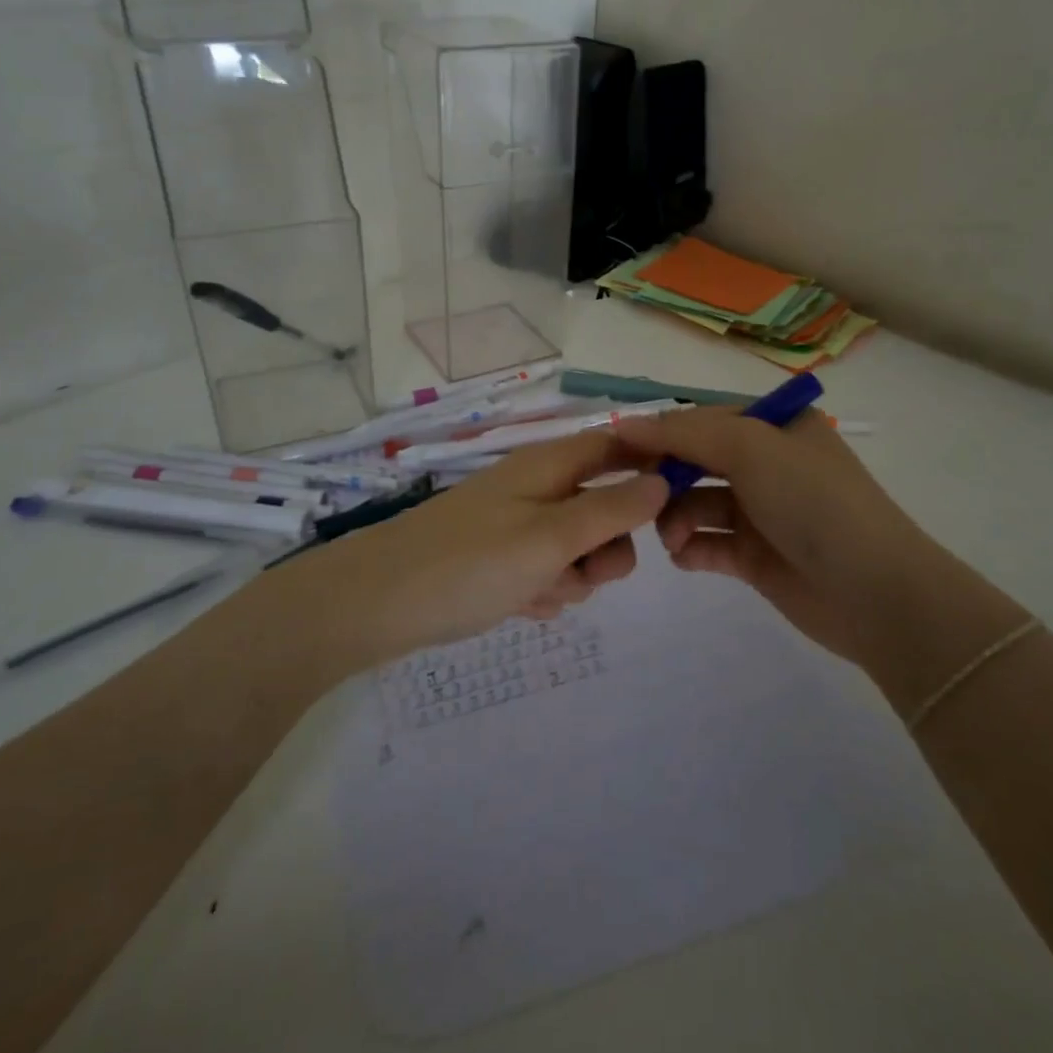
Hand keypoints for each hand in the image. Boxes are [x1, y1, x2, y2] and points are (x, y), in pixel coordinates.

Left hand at [280, 431, 669, 670]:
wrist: (377, 604)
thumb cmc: (470, 564)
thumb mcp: (552, 537)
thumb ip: (611, 510)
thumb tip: (662, 480)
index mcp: (549, 464)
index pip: (616, 446)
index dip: (650, 465)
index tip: (675, 504)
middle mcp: (537, 487)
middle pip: (603, 506)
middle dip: (605, 547)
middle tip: (583, 571)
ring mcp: (516, 524)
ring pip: (577, 547)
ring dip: (571, 576)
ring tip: (536, 593)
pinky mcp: (500, 559)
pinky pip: (546, 570)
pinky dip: (542, 589)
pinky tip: (518, 605)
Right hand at [614, 407, 949, 668]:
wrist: (874, 592)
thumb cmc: (813, 502)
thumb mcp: (751, 449)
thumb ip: (684, 433)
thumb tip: (625, 424)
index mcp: (776, 426)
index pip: (704, 419)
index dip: (661, 432)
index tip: (617, 449)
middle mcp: (768, 464)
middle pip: (696, 461)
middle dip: (664, 478)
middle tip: (637, 498)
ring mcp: (761, 511)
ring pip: (695, 503)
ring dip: (675, 518)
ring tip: (674, 540)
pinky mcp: (754, 556)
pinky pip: (706, 543)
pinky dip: (690, 548)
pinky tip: (686, 556)